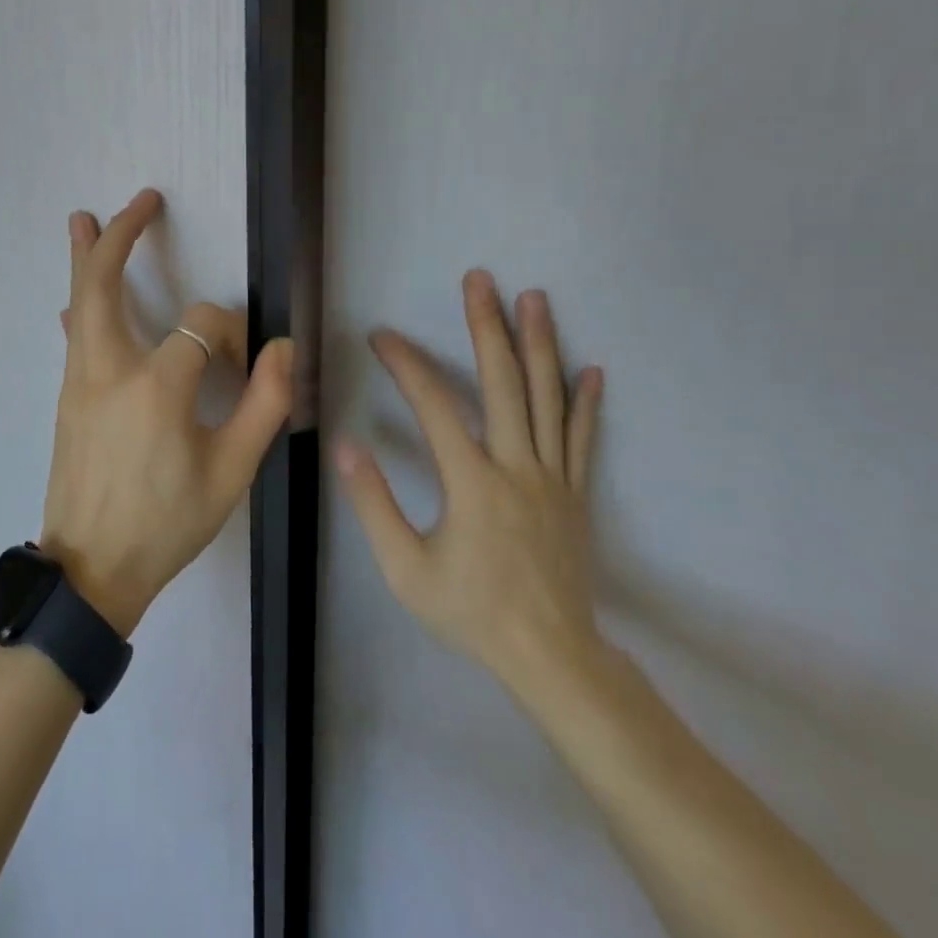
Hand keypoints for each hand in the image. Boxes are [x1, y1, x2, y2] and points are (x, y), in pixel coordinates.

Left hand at [40, 189, 294, 636]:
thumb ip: (264, 404)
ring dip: (85, 258)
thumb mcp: (232, 472)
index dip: (230, 334)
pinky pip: (74, 337)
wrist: (91, 569)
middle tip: (141, 200)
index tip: (243, 365)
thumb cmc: (167, 523)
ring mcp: (79, 381)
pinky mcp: (67, 397)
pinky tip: (73, 297)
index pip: (202, 325)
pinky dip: (79, 305)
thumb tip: (282, 348)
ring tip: (81, 218)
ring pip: (79, 303)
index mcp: (156, 386)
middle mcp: (108, 369)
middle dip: (123, 236)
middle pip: (104, 283)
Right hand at [337, 269, 606, 701]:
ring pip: (548, 399)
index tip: (382, 336)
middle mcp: (516, 467)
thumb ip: (374, 504)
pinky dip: (586, 403)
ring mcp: (553, 478)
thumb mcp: (405, 569)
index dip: (406, 365)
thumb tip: (347, 446)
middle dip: (488, 327)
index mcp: (472, 482)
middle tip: (481, 280)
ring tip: (535, 299)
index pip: (434, 406)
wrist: (551, 657)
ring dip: (540, 345)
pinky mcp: (575, 493)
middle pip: (503, 384)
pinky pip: (582, 439)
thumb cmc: (470, 612)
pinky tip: (591, 370)